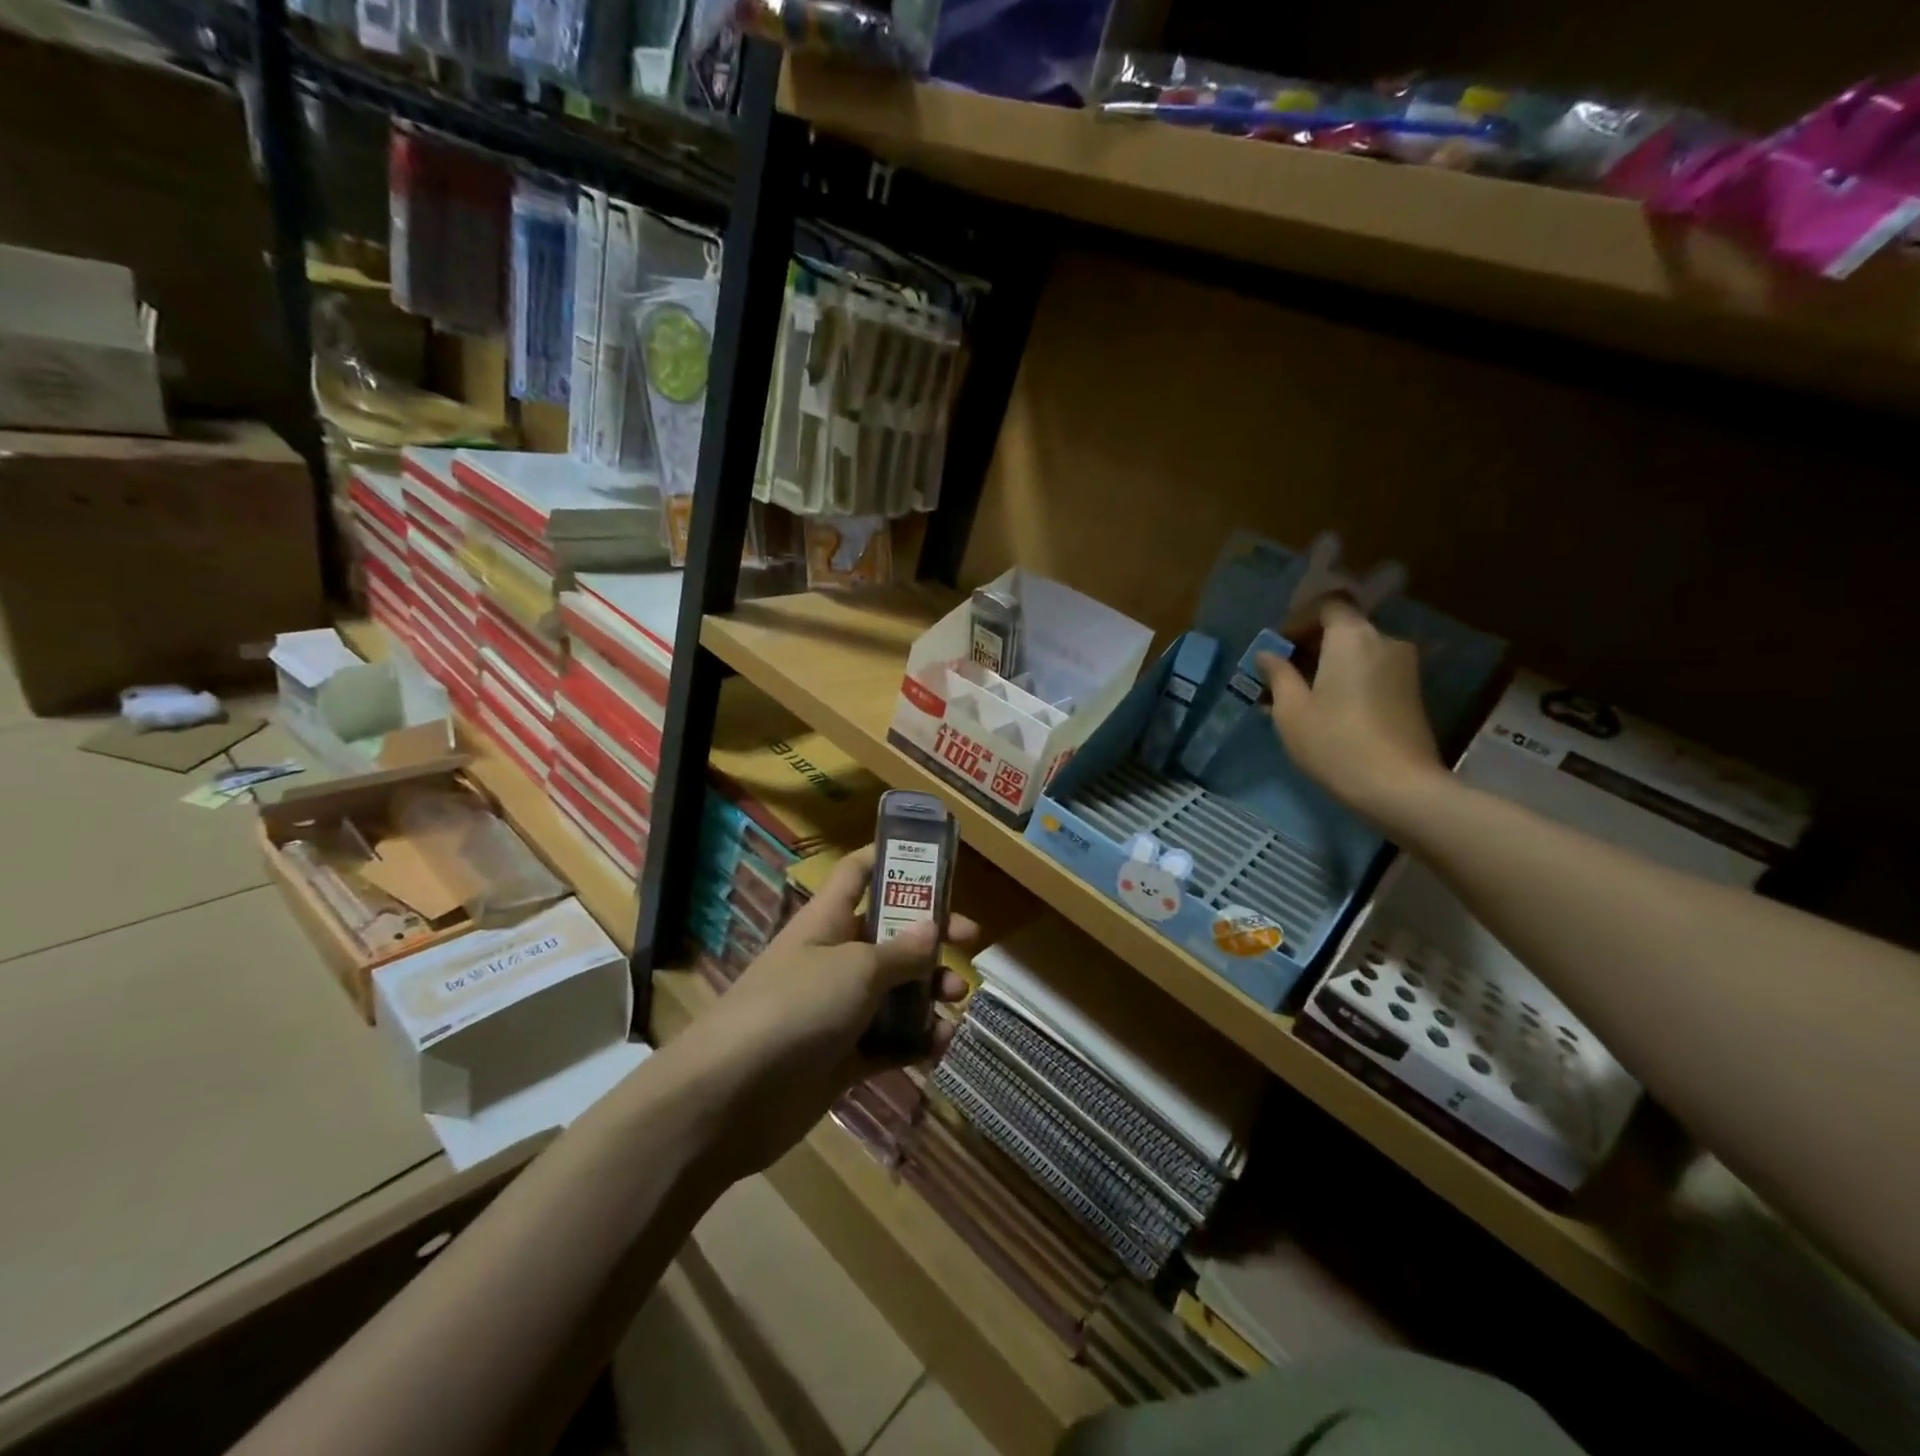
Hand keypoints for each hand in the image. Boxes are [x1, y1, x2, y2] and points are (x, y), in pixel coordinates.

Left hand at [672, 845, 976, 1178]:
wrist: (730, 1097)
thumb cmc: (796, 1007)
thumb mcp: (856, 968)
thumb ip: (900, 951)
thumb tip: (933, 929)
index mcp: (828, 919)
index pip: (859, 872)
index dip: (892, 858)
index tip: (936, 859)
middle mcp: (833, 958)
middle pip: (890, 934)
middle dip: (931, 936)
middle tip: (970, 941)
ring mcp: (837, 1010)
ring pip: (894, 991)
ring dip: (930, 993)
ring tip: (958, 1003)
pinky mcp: (841, 1058)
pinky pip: (888, 1042)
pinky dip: (916, 1042)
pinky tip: (940, 1046)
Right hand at [1257, 597, 1445, 823]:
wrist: (1398, 787)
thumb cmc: (1334, 742)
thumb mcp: (1291, 710)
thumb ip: (1278, 674)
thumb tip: (1268, 654)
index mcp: (1353, 637)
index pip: (1328, 605)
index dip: (1298, 620)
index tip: (1277, 647)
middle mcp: (1384, 642)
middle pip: (1343, 629)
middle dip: (1308, 646)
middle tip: (1279, 676)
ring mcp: (1403, 668)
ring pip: (1356, 653)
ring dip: (1326, 666)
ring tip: (1297, 698)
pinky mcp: (1411, 693)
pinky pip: (1371, 672)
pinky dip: (1346, 680)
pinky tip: (1324, 710)